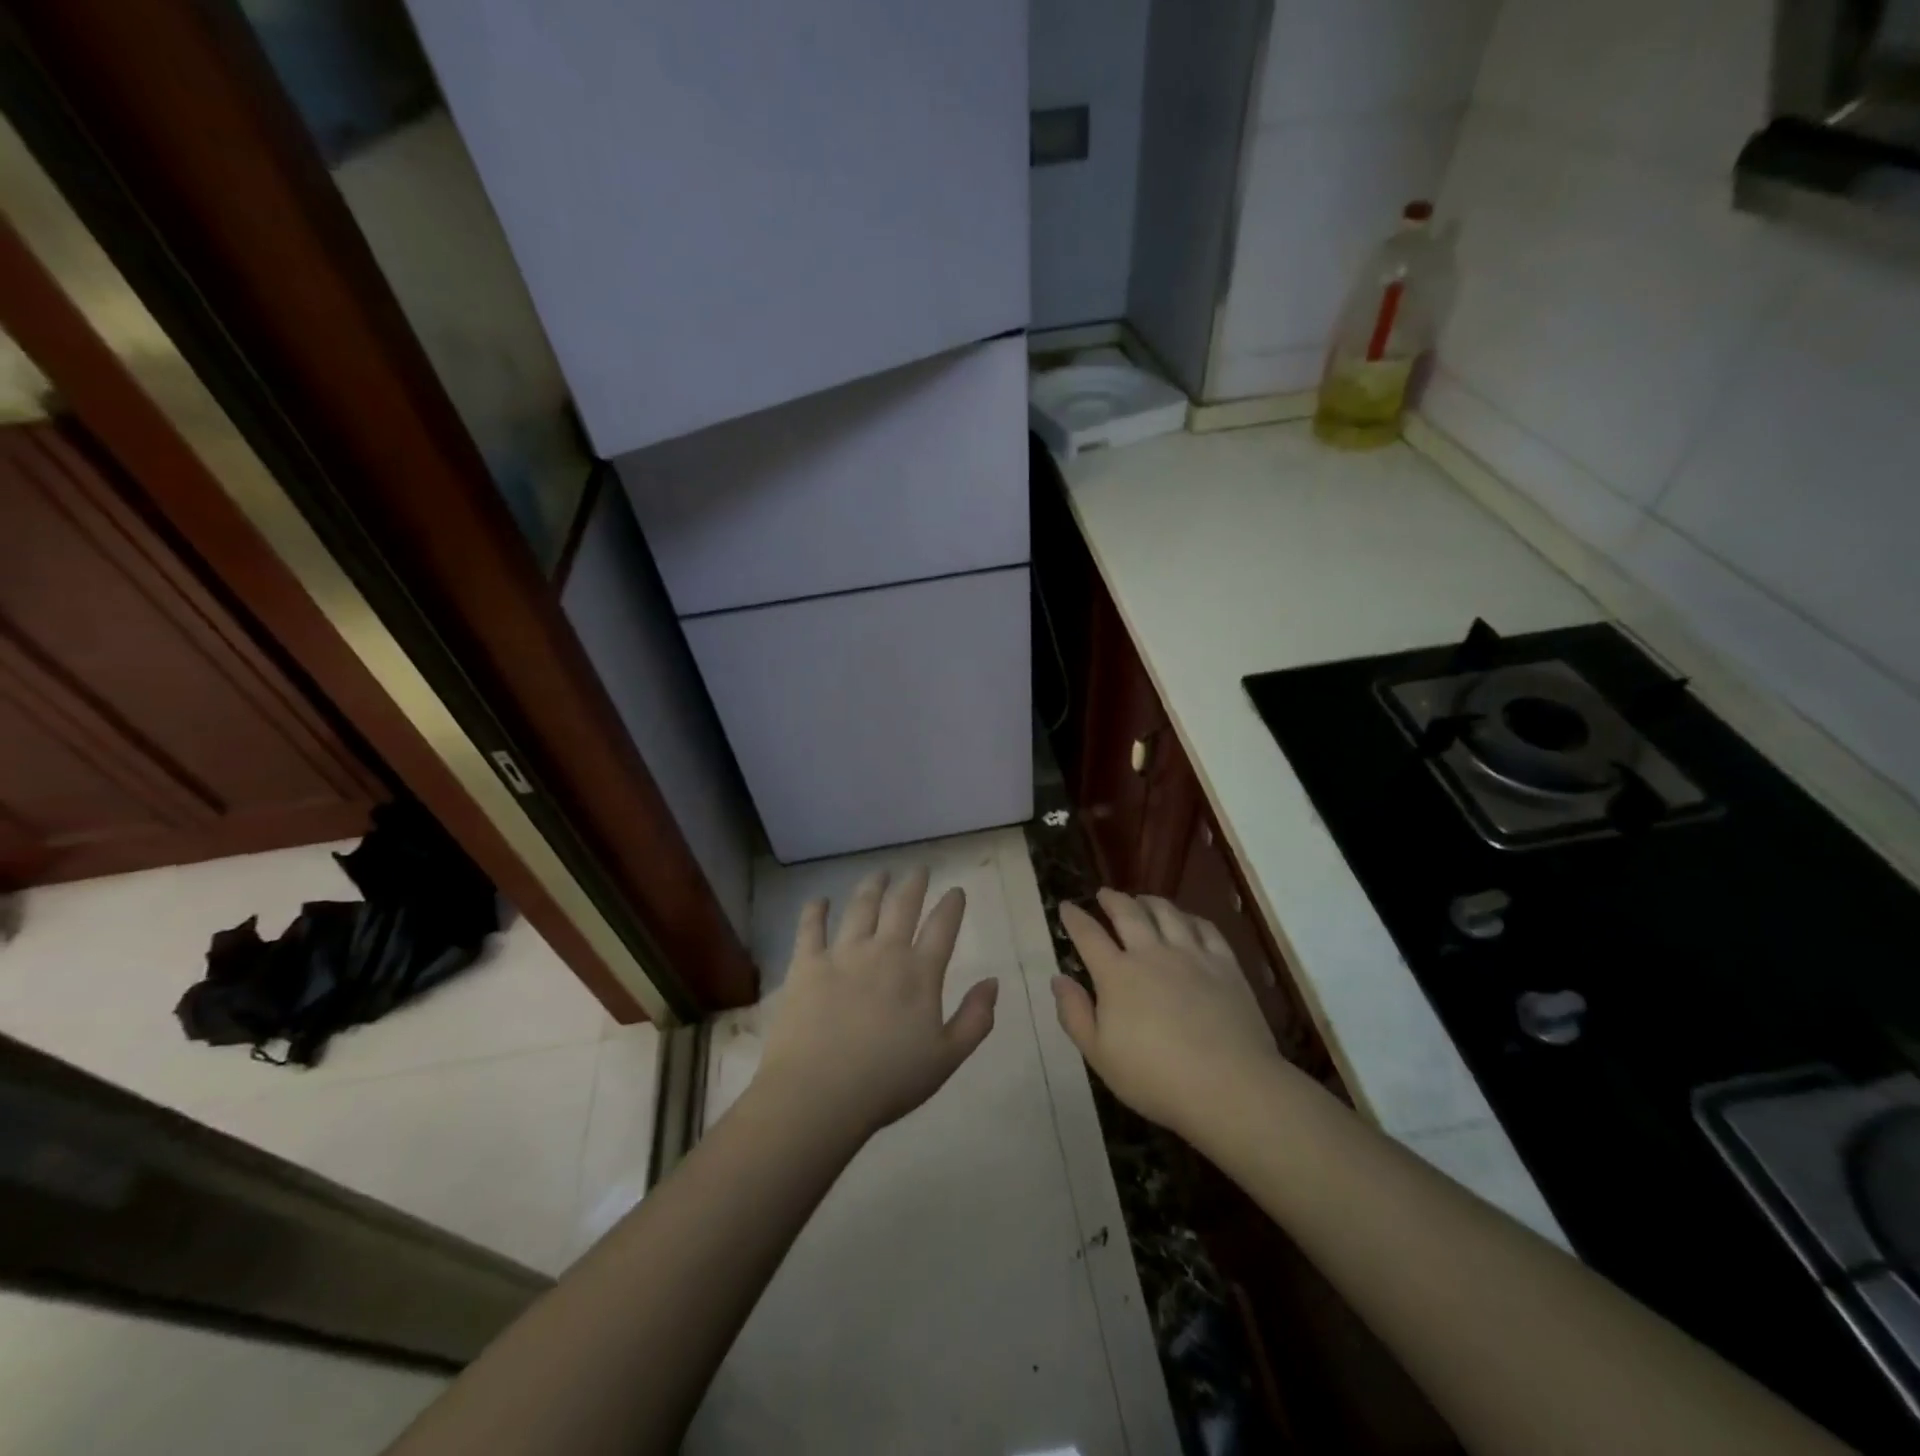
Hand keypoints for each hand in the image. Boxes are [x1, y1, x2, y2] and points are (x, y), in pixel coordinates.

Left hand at [755, 867, 998, 1141]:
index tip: (956, 890)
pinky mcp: (806, 964)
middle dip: (914, 884)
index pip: (942, 927)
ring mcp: (842, 954)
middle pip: (902, 906)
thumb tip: (993, 982)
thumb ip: (975, 1018)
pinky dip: (816, 911)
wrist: (819, 1094)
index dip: (952, 905)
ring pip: (861, 907)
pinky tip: (819, 900)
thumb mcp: (946, 1058)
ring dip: (872, 887)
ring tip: (879, 874)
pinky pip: (810, 928)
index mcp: (919, 973)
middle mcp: (883, 952)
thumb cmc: (888, 1082)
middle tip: (919, 869)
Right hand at [1053, 889, 1281, 1139]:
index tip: (1066, 906)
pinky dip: (1190, 917)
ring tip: (1142, 899)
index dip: (1075, 918)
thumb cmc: (1155, 1077)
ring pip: (1167, 912)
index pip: (1088, 935)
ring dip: (1149, 901)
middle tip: (1104, 893)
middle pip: (1128, 913)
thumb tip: (1058, 979)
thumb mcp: (1099, 1055)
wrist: (1228, 1086)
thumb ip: (1075, 1014)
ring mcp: (1191, 955)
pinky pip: (1206, 928)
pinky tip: (1187, 920)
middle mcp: (1151, 953)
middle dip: (1112, 899)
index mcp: (1117, 975)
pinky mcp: (1224, 964)